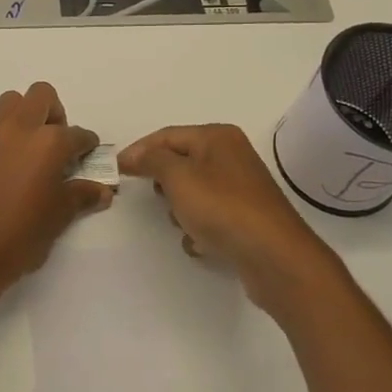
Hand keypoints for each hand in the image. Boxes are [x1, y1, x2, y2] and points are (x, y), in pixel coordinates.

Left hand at [0, 83, 113, 300]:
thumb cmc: (19, 237)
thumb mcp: (58, 218)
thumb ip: (81, 196)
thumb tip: (101, 190)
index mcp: (48, 143)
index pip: (77, 134)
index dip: (87, 146)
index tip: (88, 158)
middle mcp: (18, 130)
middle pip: (41, 95)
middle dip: (54, 114)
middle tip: (57, 145)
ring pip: (10, 104)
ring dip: (25, 117)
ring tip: (29, 152)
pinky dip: (2, 138)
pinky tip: (4, 170)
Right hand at [118, 124, 345, 317]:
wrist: (273, 256)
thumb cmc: (221, 208)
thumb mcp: (178, 177)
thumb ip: (152, 160)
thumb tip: (135, 155)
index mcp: (218, 137)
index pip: (168, 135)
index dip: (140, 150)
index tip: (117, 169)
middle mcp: (232, 156)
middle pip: (182, 162)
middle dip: (163, 181)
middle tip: (153, 196)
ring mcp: (241, 188)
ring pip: (194, 191)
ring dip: (181, 208)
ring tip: (180, 223)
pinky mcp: (246, 217)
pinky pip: (210, 216)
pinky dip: (199, 227)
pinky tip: (199, 243)